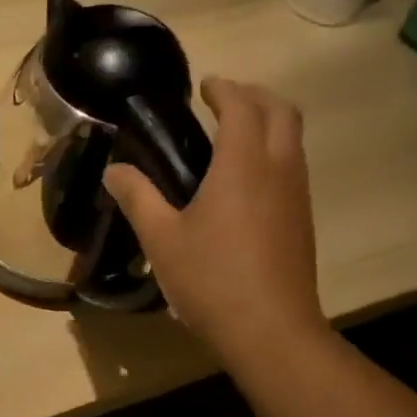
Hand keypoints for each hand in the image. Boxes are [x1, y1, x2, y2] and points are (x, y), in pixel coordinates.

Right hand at [104, 77, 328, 374]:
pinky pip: (292, 167)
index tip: (205, 86)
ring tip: (231, 136)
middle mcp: (279, 170)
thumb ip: (137, 197)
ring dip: (268, 123)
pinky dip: (272, 152)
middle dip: (255, 96)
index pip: (242, 107)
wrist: (270, 330)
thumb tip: (114, 170)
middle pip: (282, 112)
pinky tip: (243, 182)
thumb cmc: (210, 279)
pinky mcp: (302, 220)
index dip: (224, 89)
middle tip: (223, 101)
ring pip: (293, 140)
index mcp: (243, 166)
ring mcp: (297, 196)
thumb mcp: (161, 239)